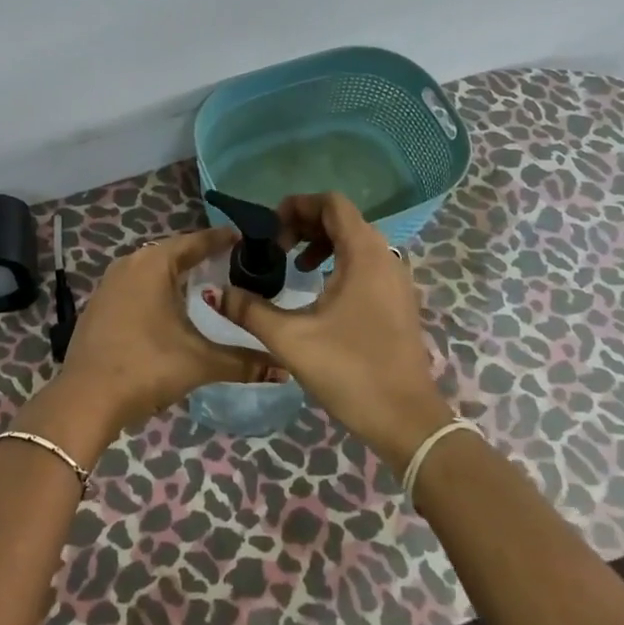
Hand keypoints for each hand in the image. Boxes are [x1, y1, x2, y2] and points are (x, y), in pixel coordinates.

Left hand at [56, 226, 268, 435]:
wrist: (86, 398)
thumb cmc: (146, 368)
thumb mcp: (199, 362)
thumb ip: (244, 362)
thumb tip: (285, 370)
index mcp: (153, 264)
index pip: (195, 242)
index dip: (220, 240)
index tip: (243, 238)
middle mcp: (130, 264)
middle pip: (172, 253)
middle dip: (200, 256)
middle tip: (230, 262)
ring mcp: (109, 283)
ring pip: (151, 269)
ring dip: (176, 274)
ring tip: (205, 282)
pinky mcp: (99, 303)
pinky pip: (135, 284)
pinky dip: (156, 288)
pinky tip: (170, 307)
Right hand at [218, 192, 451, 472]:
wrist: (406, 421)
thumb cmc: (350, 371)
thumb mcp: (291, 339)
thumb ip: (250, 310)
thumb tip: (217, 293)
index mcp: (364, 254)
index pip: (332, 203)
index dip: (298, 206)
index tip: (271, 229)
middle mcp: (386, 257)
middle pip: (343, 219)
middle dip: (306, 224)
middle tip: (277, 247)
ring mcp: (396, 279)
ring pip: (356, 241)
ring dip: (322, 243)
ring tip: (294, 264)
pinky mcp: (398, 300)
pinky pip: (367, 262)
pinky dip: (340, 262)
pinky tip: (319, 289)